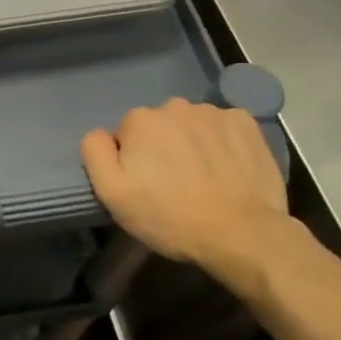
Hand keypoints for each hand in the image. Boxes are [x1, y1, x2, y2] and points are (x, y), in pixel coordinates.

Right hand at [80, 99, 290, 297]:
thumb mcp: (112, 193)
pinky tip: (227, 168)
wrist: (241, 234)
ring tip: (203, 178)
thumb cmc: (169, 216)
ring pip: (191, 124)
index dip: (133, 160)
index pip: (126, 134)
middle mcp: (174, 106)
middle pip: (159, 125)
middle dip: (162, 147)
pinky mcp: (246, 123)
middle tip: (174, 184)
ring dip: (191, 143)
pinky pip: (223, 126)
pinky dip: (222, 141)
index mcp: (139, 120)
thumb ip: (94, 152)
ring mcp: (214, 112)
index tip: (146, 185)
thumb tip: (101, 134)